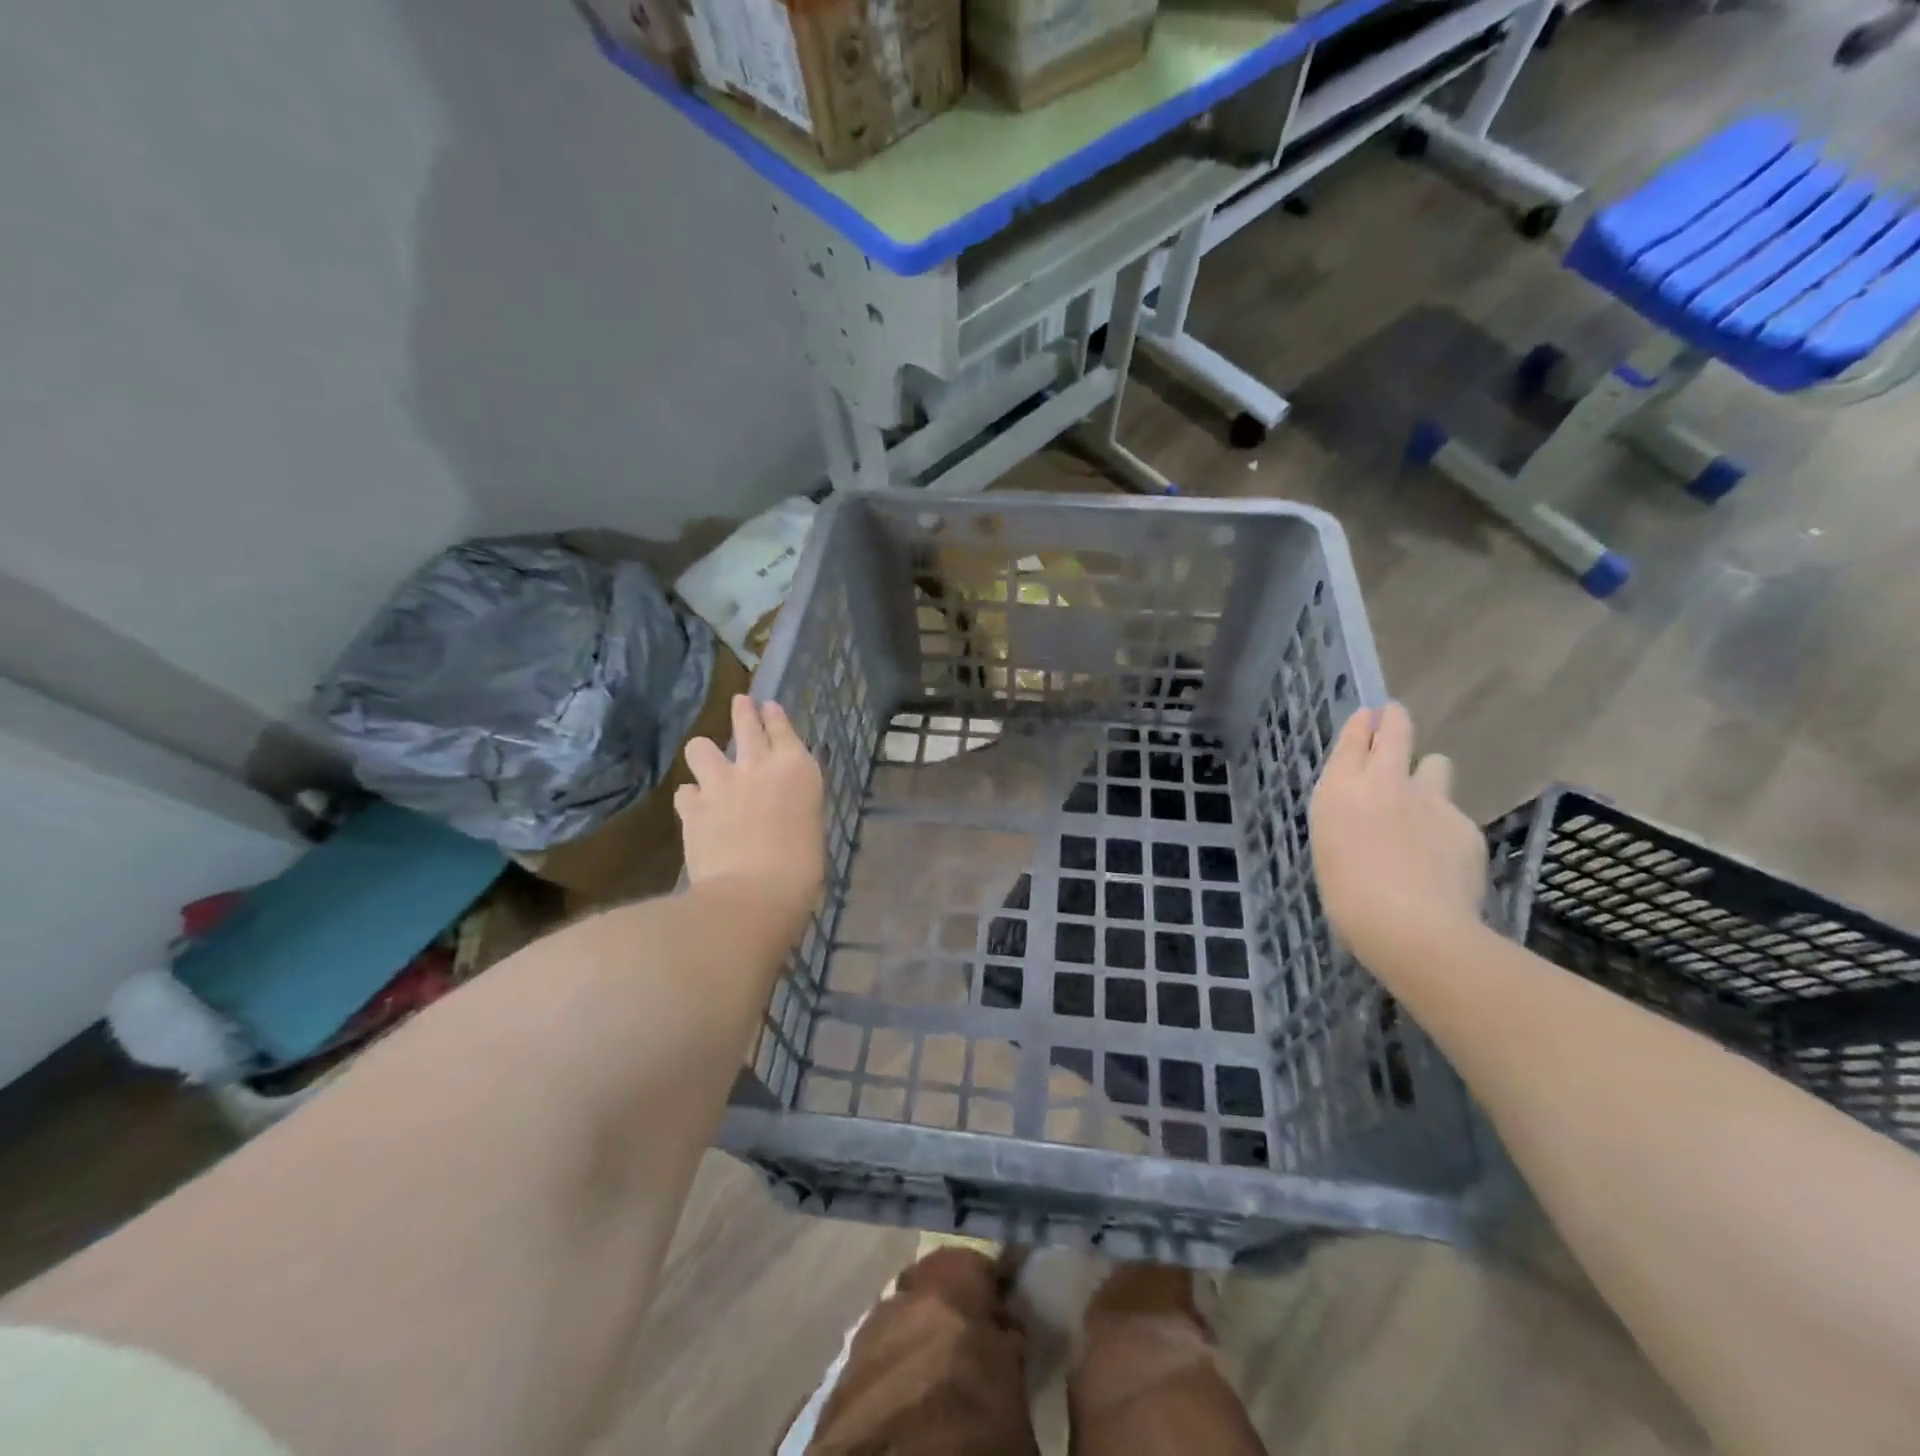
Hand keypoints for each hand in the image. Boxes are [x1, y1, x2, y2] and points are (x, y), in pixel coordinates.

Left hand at [675, 696, 824, 926]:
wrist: (754, 893)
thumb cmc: (801, 869)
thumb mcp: (809, 827)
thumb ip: (792, 807)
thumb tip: (779, 809)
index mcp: (797, 769)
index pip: (783, 729)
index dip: (774, 716)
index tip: (767, 706)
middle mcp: (758, 765)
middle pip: (745, 723)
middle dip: (742, 712)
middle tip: (740, 703)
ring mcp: (721, 783)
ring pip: (701, 747)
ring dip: (705, 754)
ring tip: (708, 763)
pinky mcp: (692, 807)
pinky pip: (685, 791)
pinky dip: (691, 797)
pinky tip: (695, 807)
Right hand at [1308, 703, 1485, 968]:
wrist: (1410, 927)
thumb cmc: (1347, 896)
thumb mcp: (1328, 846)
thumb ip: (1346, 814)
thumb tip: (1366, 807)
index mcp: (1339, 788)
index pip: (1354, 736)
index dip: (1363, 723)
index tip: (1369, 716)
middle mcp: (1383, 781)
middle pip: (1396, 730)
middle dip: (1395, 720)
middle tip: (1395, 719)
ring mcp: (1430, 799)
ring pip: (1435, 764)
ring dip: (1427, 775)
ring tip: (1423, 804)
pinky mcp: (1464, 823)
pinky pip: (1454, 813)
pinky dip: (1446, 828)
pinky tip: (1442, 859)